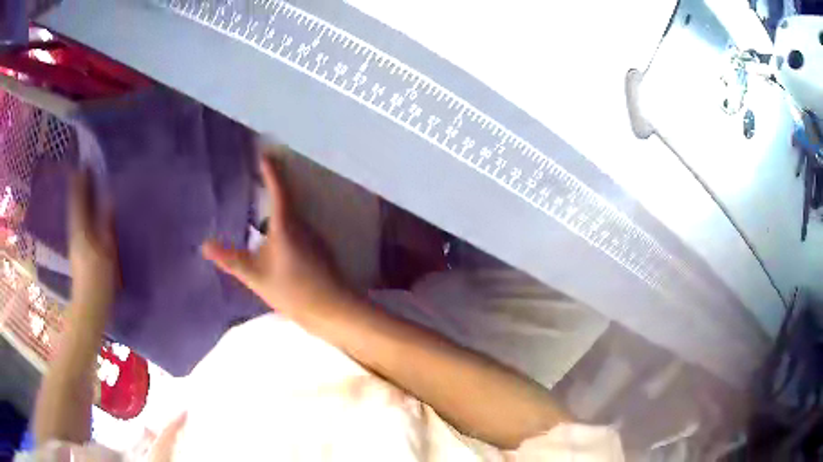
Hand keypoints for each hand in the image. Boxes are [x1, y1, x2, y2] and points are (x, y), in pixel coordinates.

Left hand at [69, 170, 117, 309]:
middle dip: (77, 186)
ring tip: (81, 185)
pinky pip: (77, 223)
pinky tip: (83, 211)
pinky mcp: (77, 252)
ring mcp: (74, 243)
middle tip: (82, 170)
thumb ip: (106, 225)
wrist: (88, 308)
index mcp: (81, 230)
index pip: (79, 199)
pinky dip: (79, 212)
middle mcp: (75, 232)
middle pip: (74, 204)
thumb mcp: (106, 252)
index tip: (85, 164)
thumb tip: (108, 199)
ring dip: (77, 198)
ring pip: (74, 213)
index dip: (81, 181)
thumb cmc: (98, 281)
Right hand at [202, 147, 354, 319]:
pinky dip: (282, 223)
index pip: (278, 188)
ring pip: (291, 214)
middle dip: (271, 185)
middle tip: (253, 176)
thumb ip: (231, 259)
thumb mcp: (256, 276)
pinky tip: (272, 236)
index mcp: (287, 223)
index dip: (270, 170)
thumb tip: (204, 245)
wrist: (332, 310)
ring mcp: (312, 237)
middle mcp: (302, 224)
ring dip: (276, 205)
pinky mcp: (317, 251)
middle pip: (286, 197)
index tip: (263, 152)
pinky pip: (296, 228)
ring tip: (257, 203)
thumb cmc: (293, 290)